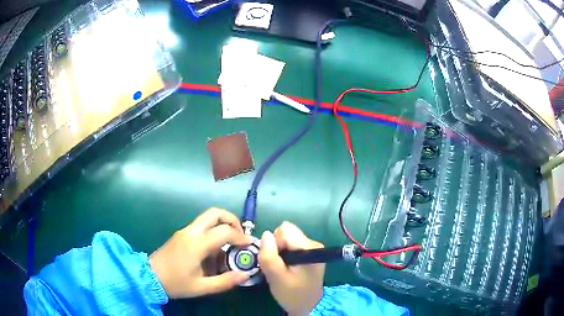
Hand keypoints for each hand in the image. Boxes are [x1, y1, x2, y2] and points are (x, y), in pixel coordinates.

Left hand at [149, 207, 252, 297]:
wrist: (150, 276)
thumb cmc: (175, 283)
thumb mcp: (201, 287)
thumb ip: (225, 281)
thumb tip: (245, 275)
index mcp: (196, 244)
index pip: (224, 231)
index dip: (241, 236)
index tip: (250, 244)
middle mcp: (191, 232)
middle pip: (214, 213)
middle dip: (232, 220)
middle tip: (240, 235)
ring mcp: (184, 231)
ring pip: (207, 217)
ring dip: (222, 225)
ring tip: (230, 244)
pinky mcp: (181, 234)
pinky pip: (201, 226)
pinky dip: (213, 231)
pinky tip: (215, 250)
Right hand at [259, 222, 324, 315]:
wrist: (308, 306)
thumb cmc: (292, 293)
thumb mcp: (276, 276)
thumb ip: (269, 255)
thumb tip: (266, 234)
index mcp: (309, 247)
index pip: (284, 229)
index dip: (275, 243)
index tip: (276, 260)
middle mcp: (313, 243)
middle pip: (286, 233)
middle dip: (277, 247)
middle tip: (278, 266)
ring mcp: (312, 248)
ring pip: (287, 239)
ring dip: (280, 252)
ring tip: (282, 269)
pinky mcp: (309, 254)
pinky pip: (291, 246)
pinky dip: (285, 255)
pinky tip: (287, 269)